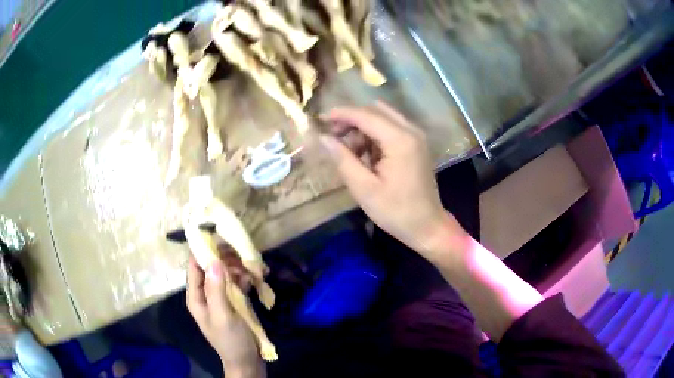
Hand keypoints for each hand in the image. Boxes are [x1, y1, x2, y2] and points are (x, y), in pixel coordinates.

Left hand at [186, 254, 263, 377]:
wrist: (247, 362)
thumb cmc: (231, 341)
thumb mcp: (222, 315)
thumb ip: (216, 289)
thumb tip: (213, 260)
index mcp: (196, 296)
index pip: (195, 266)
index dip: (205, 252)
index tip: (222, 240)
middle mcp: (206, 293)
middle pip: (212, 268)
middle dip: (227, 259)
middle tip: (245, 253)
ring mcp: (220, 298)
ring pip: (226, 274)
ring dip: (239, 268)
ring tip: (255, 267)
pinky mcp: (233, 302)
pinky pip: (237, 284)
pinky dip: (246, 279)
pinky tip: (258, 277)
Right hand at [319, 102, 460, 252]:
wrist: (427, 226)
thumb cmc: (396, 211)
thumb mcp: (364, 188)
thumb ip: (343, 159)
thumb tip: (323, 138)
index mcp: (400, 140)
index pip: (366, 115)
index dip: (342, 114)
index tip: (321, 119)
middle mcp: (411, 131)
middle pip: (375, 110)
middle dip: (353, 119)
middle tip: (334, 137)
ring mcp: (416, 136)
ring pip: (383, 118)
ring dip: (364, 128)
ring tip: (350, 152)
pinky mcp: (417, 144)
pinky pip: (391, 128)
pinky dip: (375, 135)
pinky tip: (367, 156)